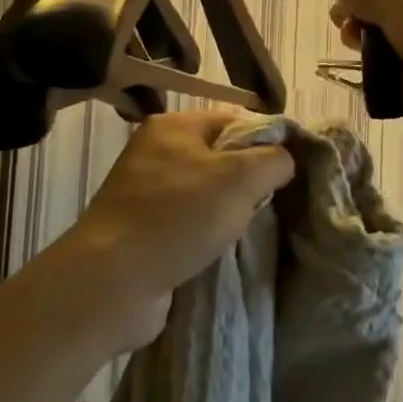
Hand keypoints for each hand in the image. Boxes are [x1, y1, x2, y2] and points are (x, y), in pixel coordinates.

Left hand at [56, 109, 294, 349]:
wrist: (113, 283)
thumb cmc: (179, 217)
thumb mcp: (241, 178)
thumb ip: (274, 160)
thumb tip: (284, 161)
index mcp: (173, 126)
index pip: (234, 119)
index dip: (267, 140)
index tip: (289, 170)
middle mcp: (155, 152)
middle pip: (220, 156)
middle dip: (249, 179)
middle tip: (272, 202)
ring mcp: (144, 192)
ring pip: (206, 192)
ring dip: (229, 210)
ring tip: (248, 228)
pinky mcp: (141, 229)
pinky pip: (188, 222)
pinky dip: (207, 233)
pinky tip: (221, 248)